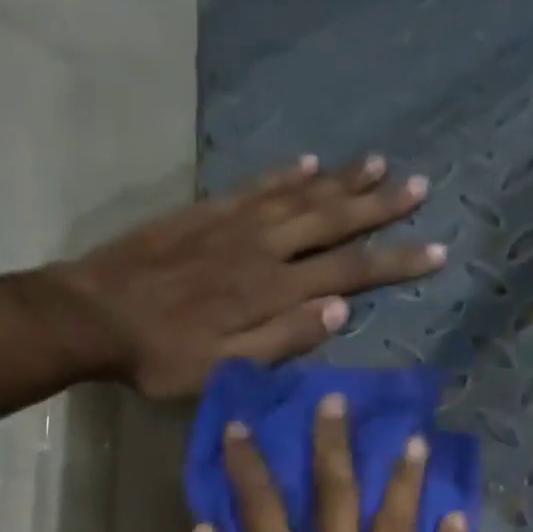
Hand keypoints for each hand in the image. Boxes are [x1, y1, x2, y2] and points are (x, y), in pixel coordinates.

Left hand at [54, 155, 444, 400]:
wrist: (95, 316)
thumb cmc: (161, 357)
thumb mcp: (224, 369)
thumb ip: (282, 340)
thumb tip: (339, 312)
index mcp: (272, 292)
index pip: (348, 272)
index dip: (394, 261)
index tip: (437, 250)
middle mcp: (262, 249)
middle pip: (331, 221)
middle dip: (379, 206)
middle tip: (419, 186)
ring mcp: (233, 225)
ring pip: (300, 195)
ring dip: (342, 181)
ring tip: (379, 164)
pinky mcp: (205, 213)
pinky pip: (256, 186)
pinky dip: (287, 174)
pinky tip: (308, 162)